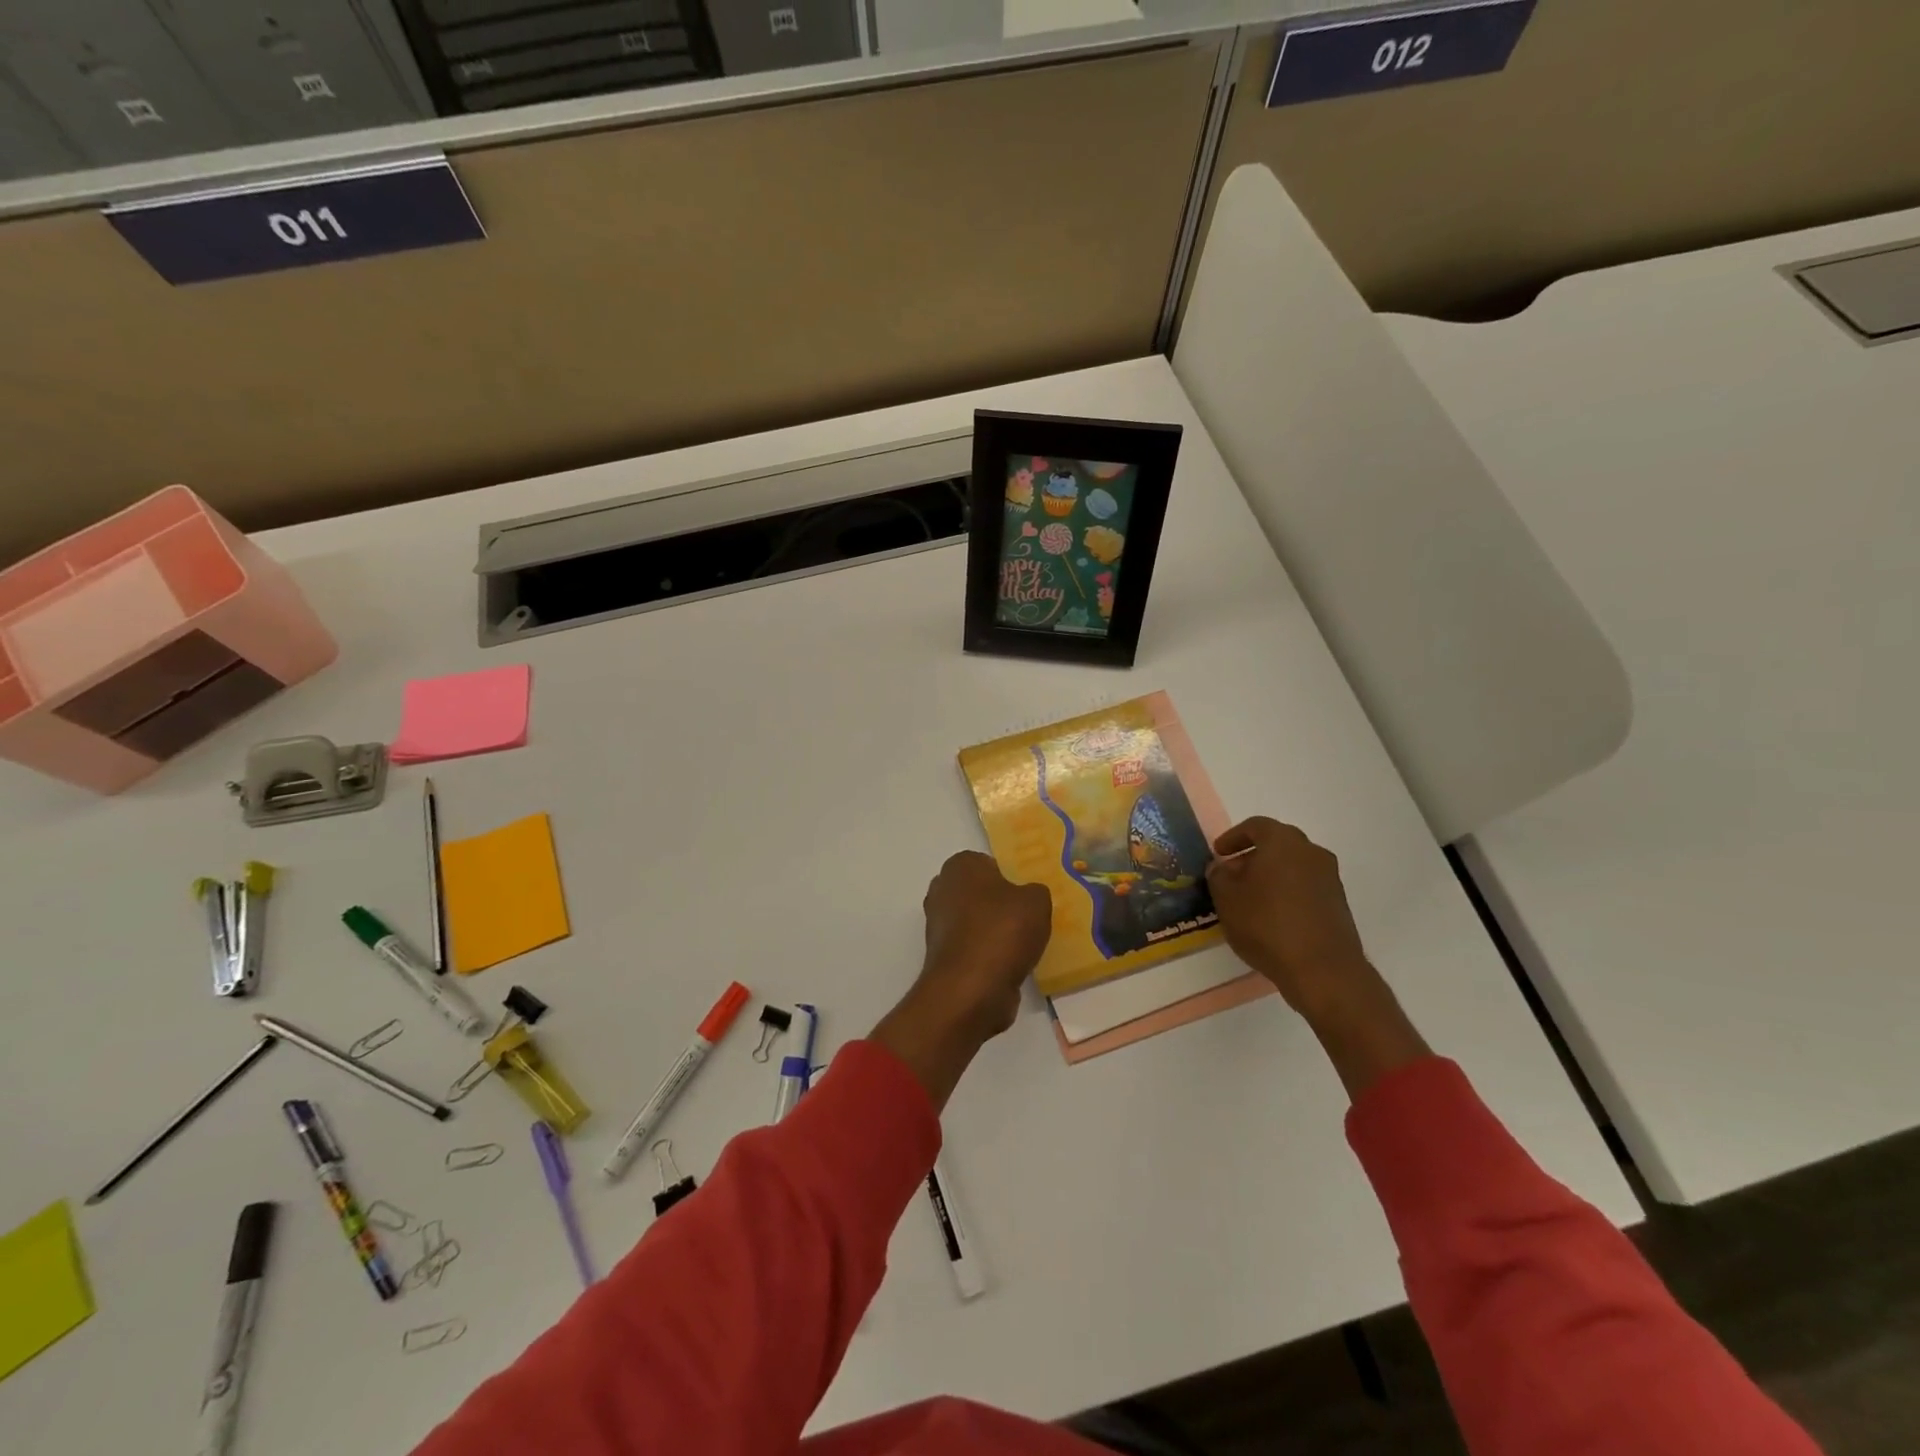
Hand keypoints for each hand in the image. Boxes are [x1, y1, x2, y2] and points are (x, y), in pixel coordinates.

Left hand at [873, 853, 1050, 1109]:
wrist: (971, 989)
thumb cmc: (1003, 931)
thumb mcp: (1037, 901)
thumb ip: (1035, 892)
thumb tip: (1028, 898)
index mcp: (960, 866)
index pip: (988, 863)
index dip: (1010, 877)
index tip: (1028, 895)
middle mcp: (942, 890)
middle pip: (980, 893)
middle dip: (1001, 904)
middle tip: (1029, 917)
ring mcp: (939, 925)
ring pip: (976, 921)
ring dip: (995, 932)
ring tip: (1025, 944)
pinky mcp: (944, 957)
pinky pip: (974, 948)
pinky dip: (989, 955)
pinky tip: (1011, 964)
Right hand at [1206, 817, 1370, 1017]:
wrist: (1322, 969)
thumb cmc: (1267, 924)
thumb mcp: (1227, 899)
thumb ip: (1219, 876)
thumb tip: (1222, 867)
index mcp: (1283, 841)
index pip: (1255, 826)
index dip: (1233, 837)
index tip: (1218, 853)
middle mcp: (1311, 852)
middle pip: (1277, 844)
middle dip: (1252, 856)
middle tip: (1232, 874)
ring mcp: (1329, 878)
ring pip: (1293, 866)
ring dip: (1270, 875)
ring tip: (1250, 898)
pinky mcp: (1338, 904)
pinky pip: (1305, 887)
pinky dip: (1287, 892)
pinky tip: (1272, 916)